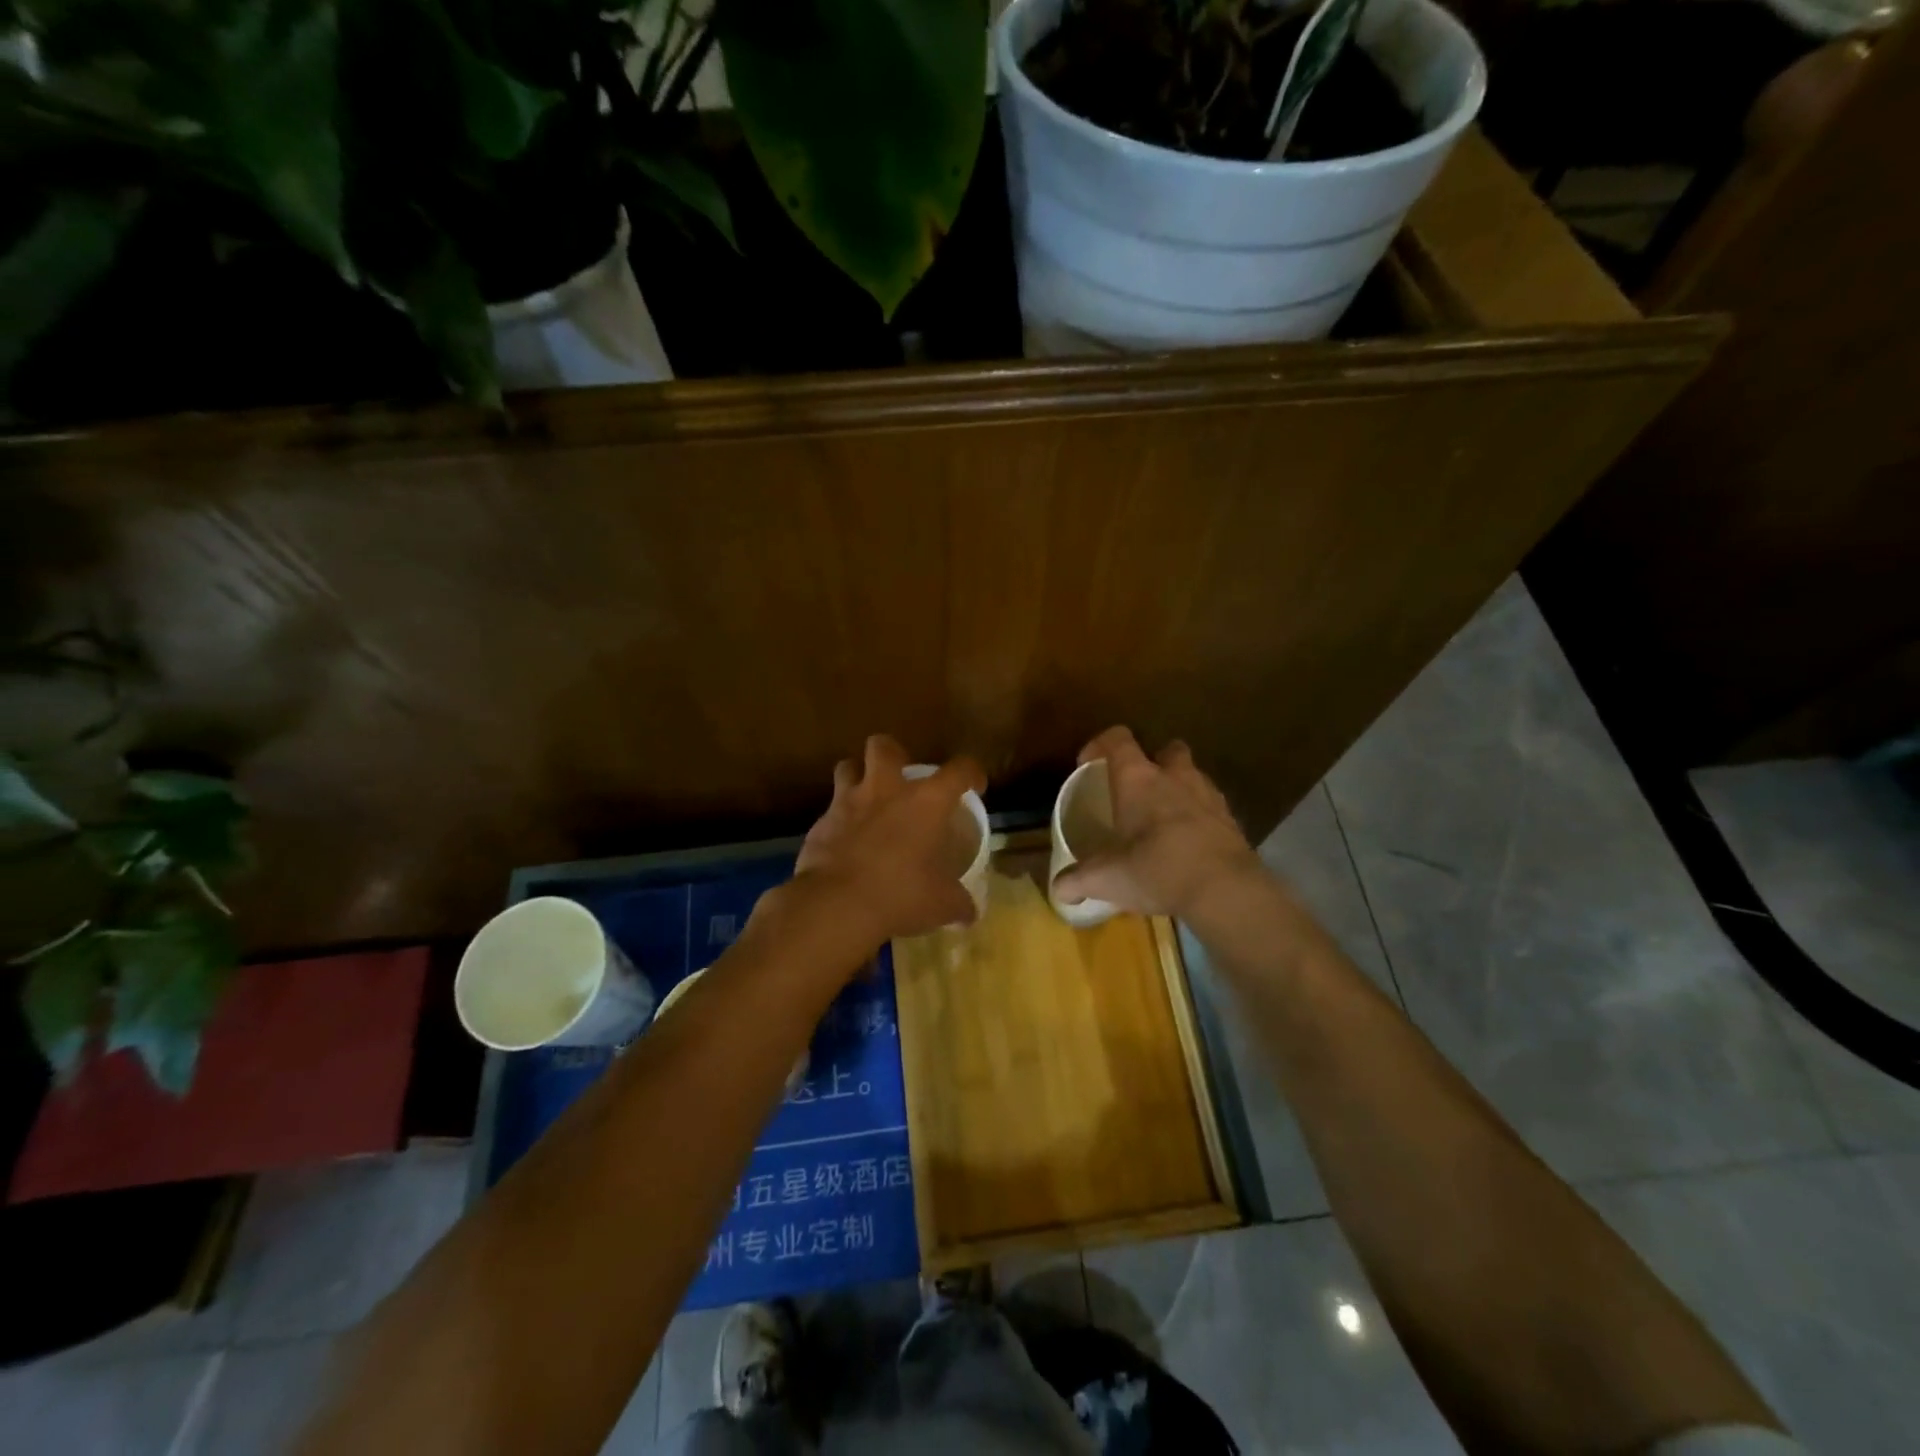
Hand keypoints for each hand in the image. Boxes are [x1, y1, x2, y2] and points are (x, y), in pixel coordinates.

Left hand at [788, 734, 985, 946]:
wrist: (838, 904)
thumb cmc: (901, 895)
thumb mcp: (942, 904)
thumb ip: (959, 903)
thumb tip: (970, 913)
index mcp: (926, 801)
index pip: (959, 770)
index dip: (971, 773)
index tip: (974, 785)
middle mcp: (886, 790)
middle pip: (884, 746)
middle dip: (893, 754)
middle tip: (901, 777)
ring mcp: (848, 802)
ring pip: (847, 767)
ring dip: (857, 777)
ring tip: (866, 799)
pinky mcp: (820, 823)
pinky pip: (830, 810)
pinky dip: (839, 820)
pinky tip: (844, 842)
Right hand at [1052, 727, 1262, 919]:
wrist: (1225, 889)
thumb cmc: (1156, 869)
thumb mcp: (1106, 878)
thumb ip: (1077, 880)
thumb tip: (1058, 889)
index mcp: (1138, 779)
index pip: (1118, 739)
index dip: (1100, 745)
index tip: (1088, 764)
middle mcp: (1175, 777)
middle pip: (1167, 749)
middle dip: (1153, 762)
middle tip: (1138, 789)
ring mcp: (1208, 795)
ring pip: (1193, 776)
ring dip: (1179, 788)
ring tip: (1164, 819)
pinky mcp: (1232, 820)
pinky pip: (1211, 807)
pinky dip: (1199, 817)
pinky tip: (1189, 843)